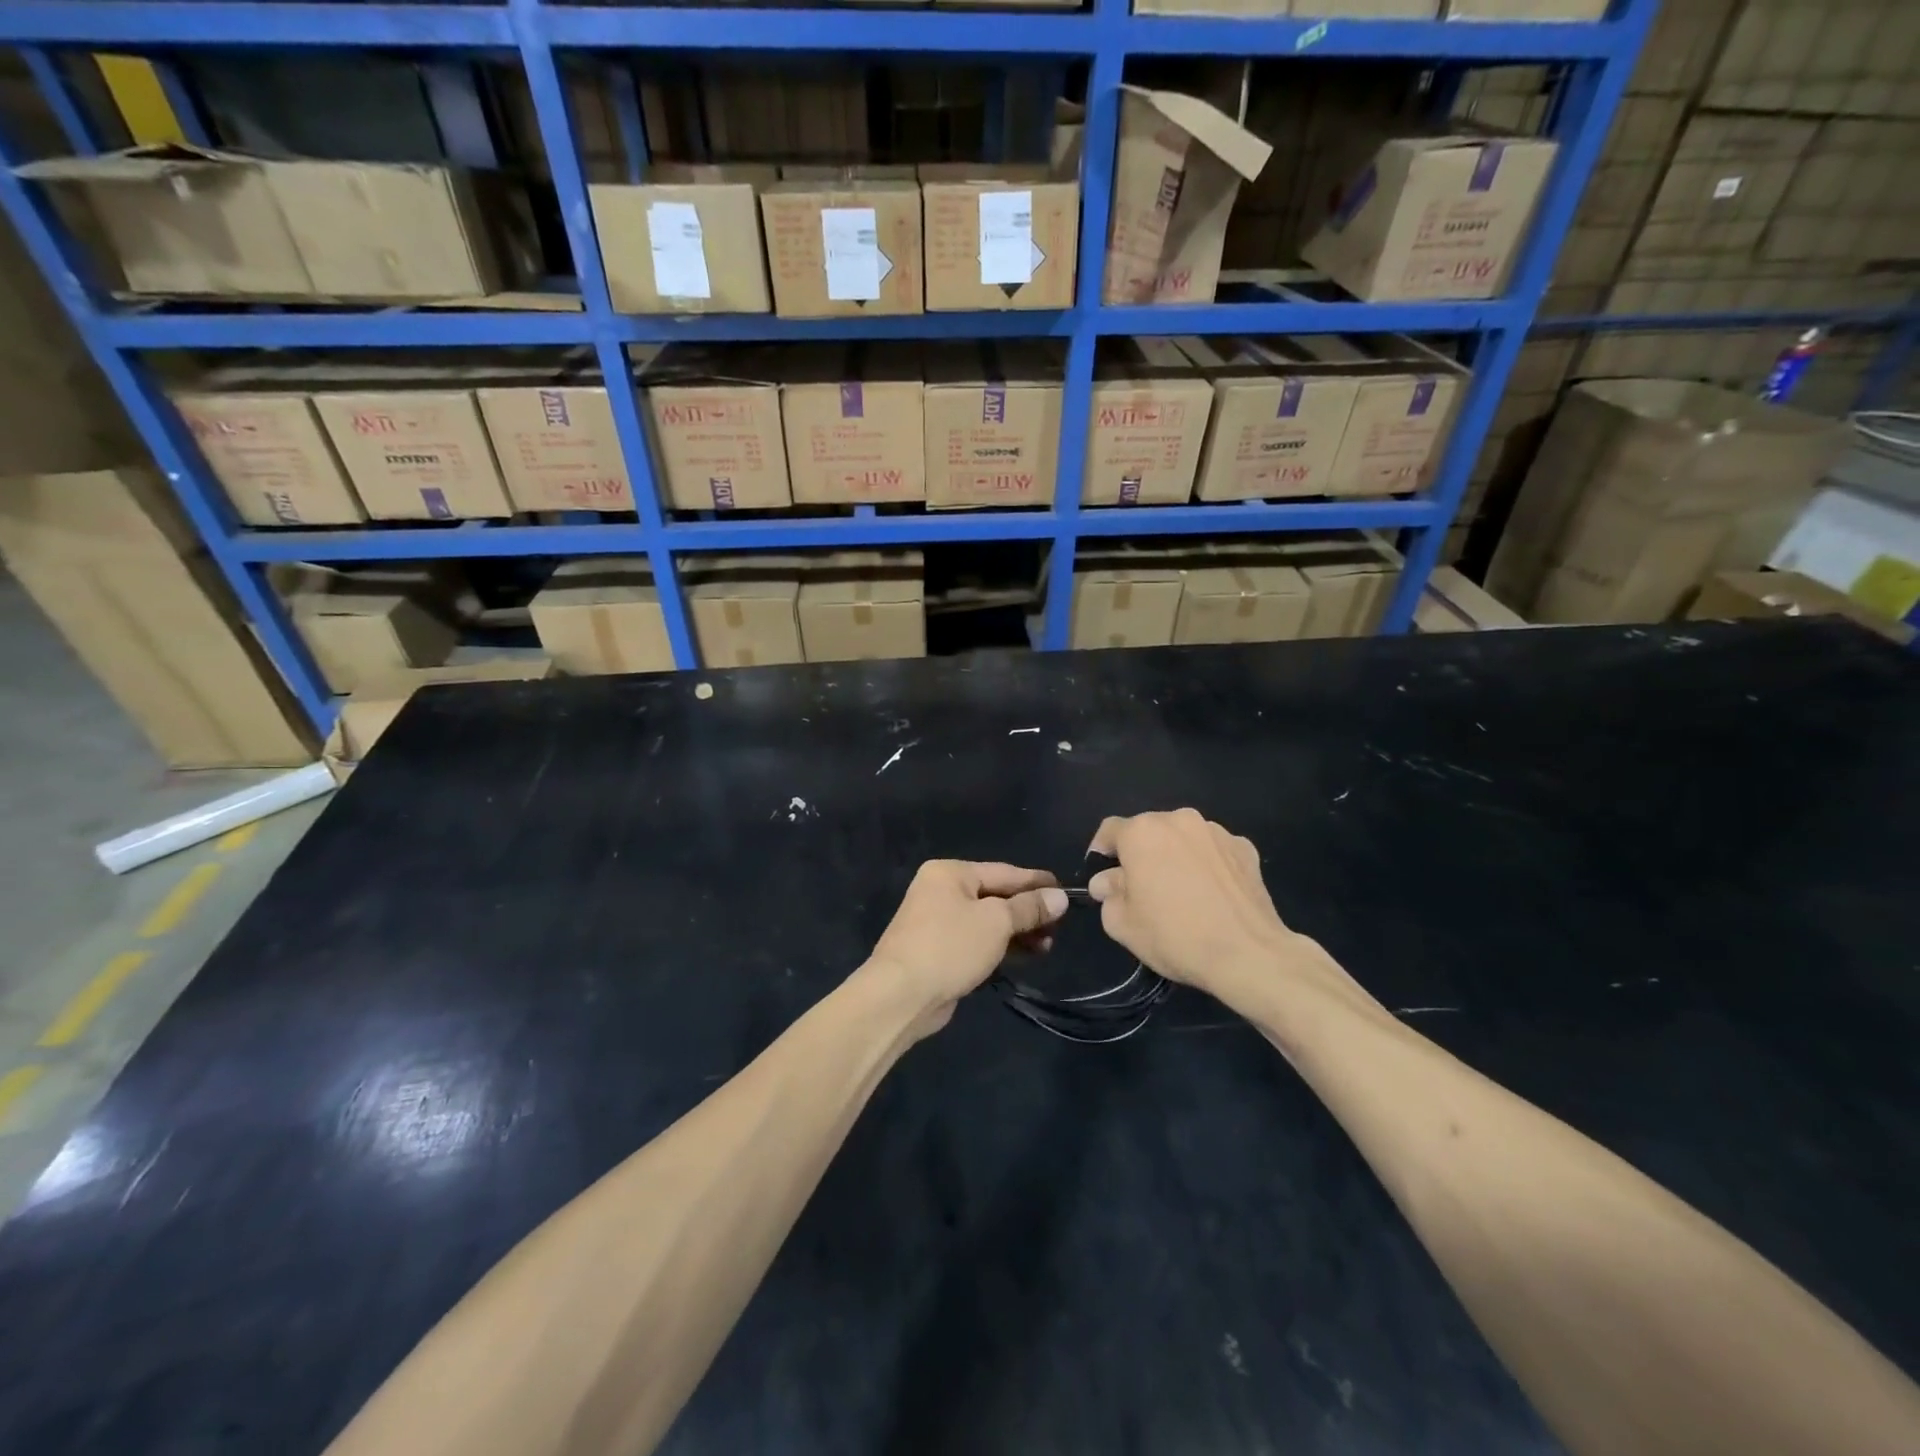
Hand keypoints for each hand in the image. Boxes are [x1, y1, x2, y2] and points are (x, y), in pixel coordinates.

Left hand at [865, 861, 1068, 1036]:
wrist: (901, 995)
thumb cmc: (950, 946)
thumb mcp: (996, 922)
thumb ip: (1029, 908)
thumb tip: (1060, 897)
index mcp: (950, 873)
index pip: (1004, 872)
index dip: (1036, 882)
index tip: (1066, 891)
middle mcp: (941, 891)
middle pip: (996, 896)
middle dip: (1028, 912)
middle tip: (1059, 927)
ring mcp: (937, 922)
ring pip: (988, 921)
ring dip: (1018, 932)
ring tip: (1047, 946)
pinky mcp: (939, 951)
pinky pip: (978, 941)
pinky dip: (1001, 947)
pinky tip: (1024, 956)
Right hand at [1087, 810, 1296, 1001]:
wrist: (1248, 954)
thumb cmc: (1175, 935)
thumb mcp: (1123, 924)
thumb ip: (1108, 894)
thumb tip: (1107, 882)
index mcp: (1142, 832)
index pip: (1110, 830)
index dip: (1101, 851)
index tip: (1103, 876)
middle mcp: (1179, 820)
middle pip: (1149, 831)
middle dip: (1141, 854)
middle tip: (1142, 888)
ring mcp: (1216, 832)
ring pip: (1183, 838)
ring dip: (1175, 856)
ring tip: (1181, 892)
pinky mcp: (1245, 848)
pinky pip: (1214, 851)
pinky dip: (1207, 865)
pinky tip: (1211, 894)